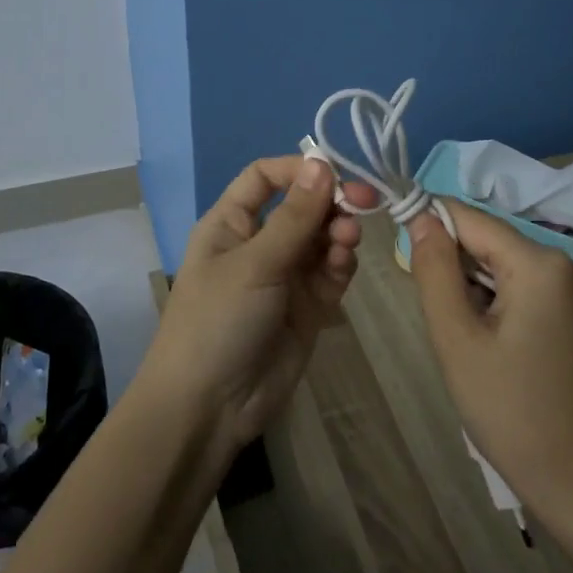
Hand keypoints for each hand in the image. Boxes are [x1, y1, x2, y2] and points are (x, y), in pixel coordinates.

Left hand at [139, 156, 377, 456]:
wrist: (210, 407)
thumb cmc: (218, 321)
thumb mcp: (254, 264)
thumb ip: (294, 218)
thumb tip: (322, 165)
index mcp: (231, 223)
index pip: (265, 177)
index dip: (298, 169)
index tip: (334, 173)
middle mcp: (259, 243)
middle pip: (302, 205)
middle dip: (330, 201)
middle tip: (363, 202)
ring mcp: (286, 275)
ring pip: (322, 237)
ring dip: (338, 231)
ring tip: (347, 239)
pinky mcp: (308, 306)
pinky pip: (332, 271)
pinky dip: (341, 262)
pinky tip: (344, 262)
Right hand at [407, 201, 572, 522]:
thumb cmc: (510, 412)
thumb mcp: (456, 339)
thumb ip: (434, 270)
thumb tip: (422, 219)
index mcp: (542, 264)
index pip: (472, 221)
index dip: (431, 226)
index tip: (402, 251)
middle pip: (496, 244)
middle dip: (459, 268)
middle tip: (444, 320)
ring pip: (515, 267)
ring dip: (483, 289)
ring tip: (473, 341)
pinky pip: (538, 288)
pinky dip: (509, 302)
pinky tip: (502, 345)